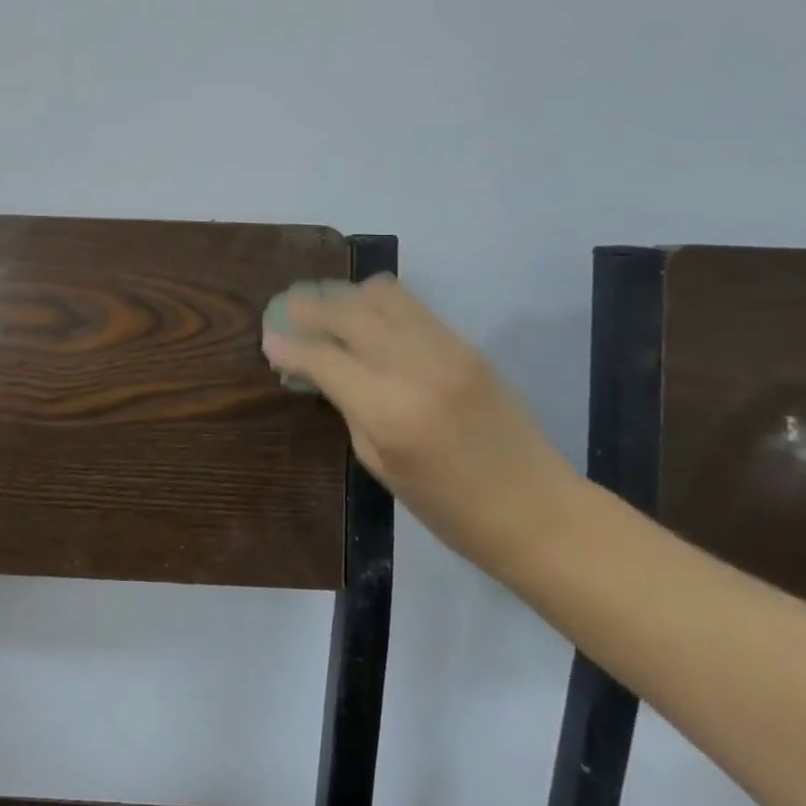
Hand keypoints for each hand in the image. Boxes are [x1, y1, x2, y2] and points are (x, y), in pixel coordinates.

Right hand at [262, 276, 572, 564]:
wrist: (537, 510)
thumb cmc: (449, 508)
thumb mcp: (381, 465)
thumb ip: (348, 408)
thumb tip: (317, 370)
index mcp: (390, 412)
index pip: (325, 359)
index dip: (291, 346)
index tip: (268, 338)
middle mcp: (416, 367)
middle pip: (350, 313)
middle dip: (312, 308)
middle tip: (287, 309)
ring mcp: (447, 349)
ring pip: (383, 295)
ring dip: (346, 296)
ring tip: (326, 306)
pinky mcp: (467, 343)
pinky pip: (411, 306)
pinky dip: (379, 303)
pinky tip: (364, 315)